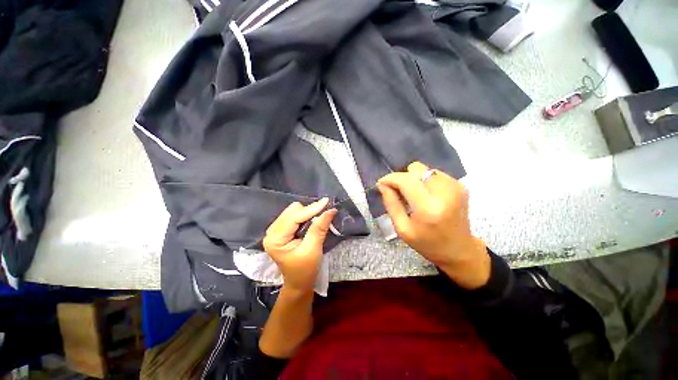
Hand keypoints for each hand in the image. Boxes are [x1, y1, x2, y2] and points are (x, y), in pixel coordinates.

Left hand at [263, 198, 336, 292]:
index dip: (311, 209)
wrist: (299, 283)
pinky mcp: (282, 230)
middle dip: (309, 211)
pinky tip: (311, 222)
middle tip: (323, 215)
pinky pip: (295, 215)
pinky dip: (305, 216)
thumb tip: (330, 209)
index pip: (294, 217)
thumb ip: (319, 228)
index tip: (327, 201)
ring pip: (294, 211)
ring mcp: (276, 230)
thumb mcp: (313, 250)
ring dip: (308, 213)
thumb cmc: (305, 270)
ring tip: (317, 221)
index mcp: (275, 239)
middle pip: (292, 211)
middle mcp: (272, 231)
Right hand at [377, 162, 489, 288]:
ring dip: (415, 179)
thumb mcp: (402, 228)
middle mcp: (444, 193)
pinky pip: (435, 173)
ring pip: (425, 169)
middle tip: (401, 192)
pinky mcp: (460, 185)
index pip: (406, 180)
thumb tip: (382, 184)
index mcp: (428, 209)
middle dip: (404, 178)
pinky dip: (426, 181)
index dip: (391, 178)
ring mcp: (455, 187)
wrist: (459, 250)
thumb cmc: (427, 243)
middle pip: (416, 169)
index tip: (382, 183)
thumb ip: (391, 203)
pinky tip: (427, 195)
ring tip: (415, 195)